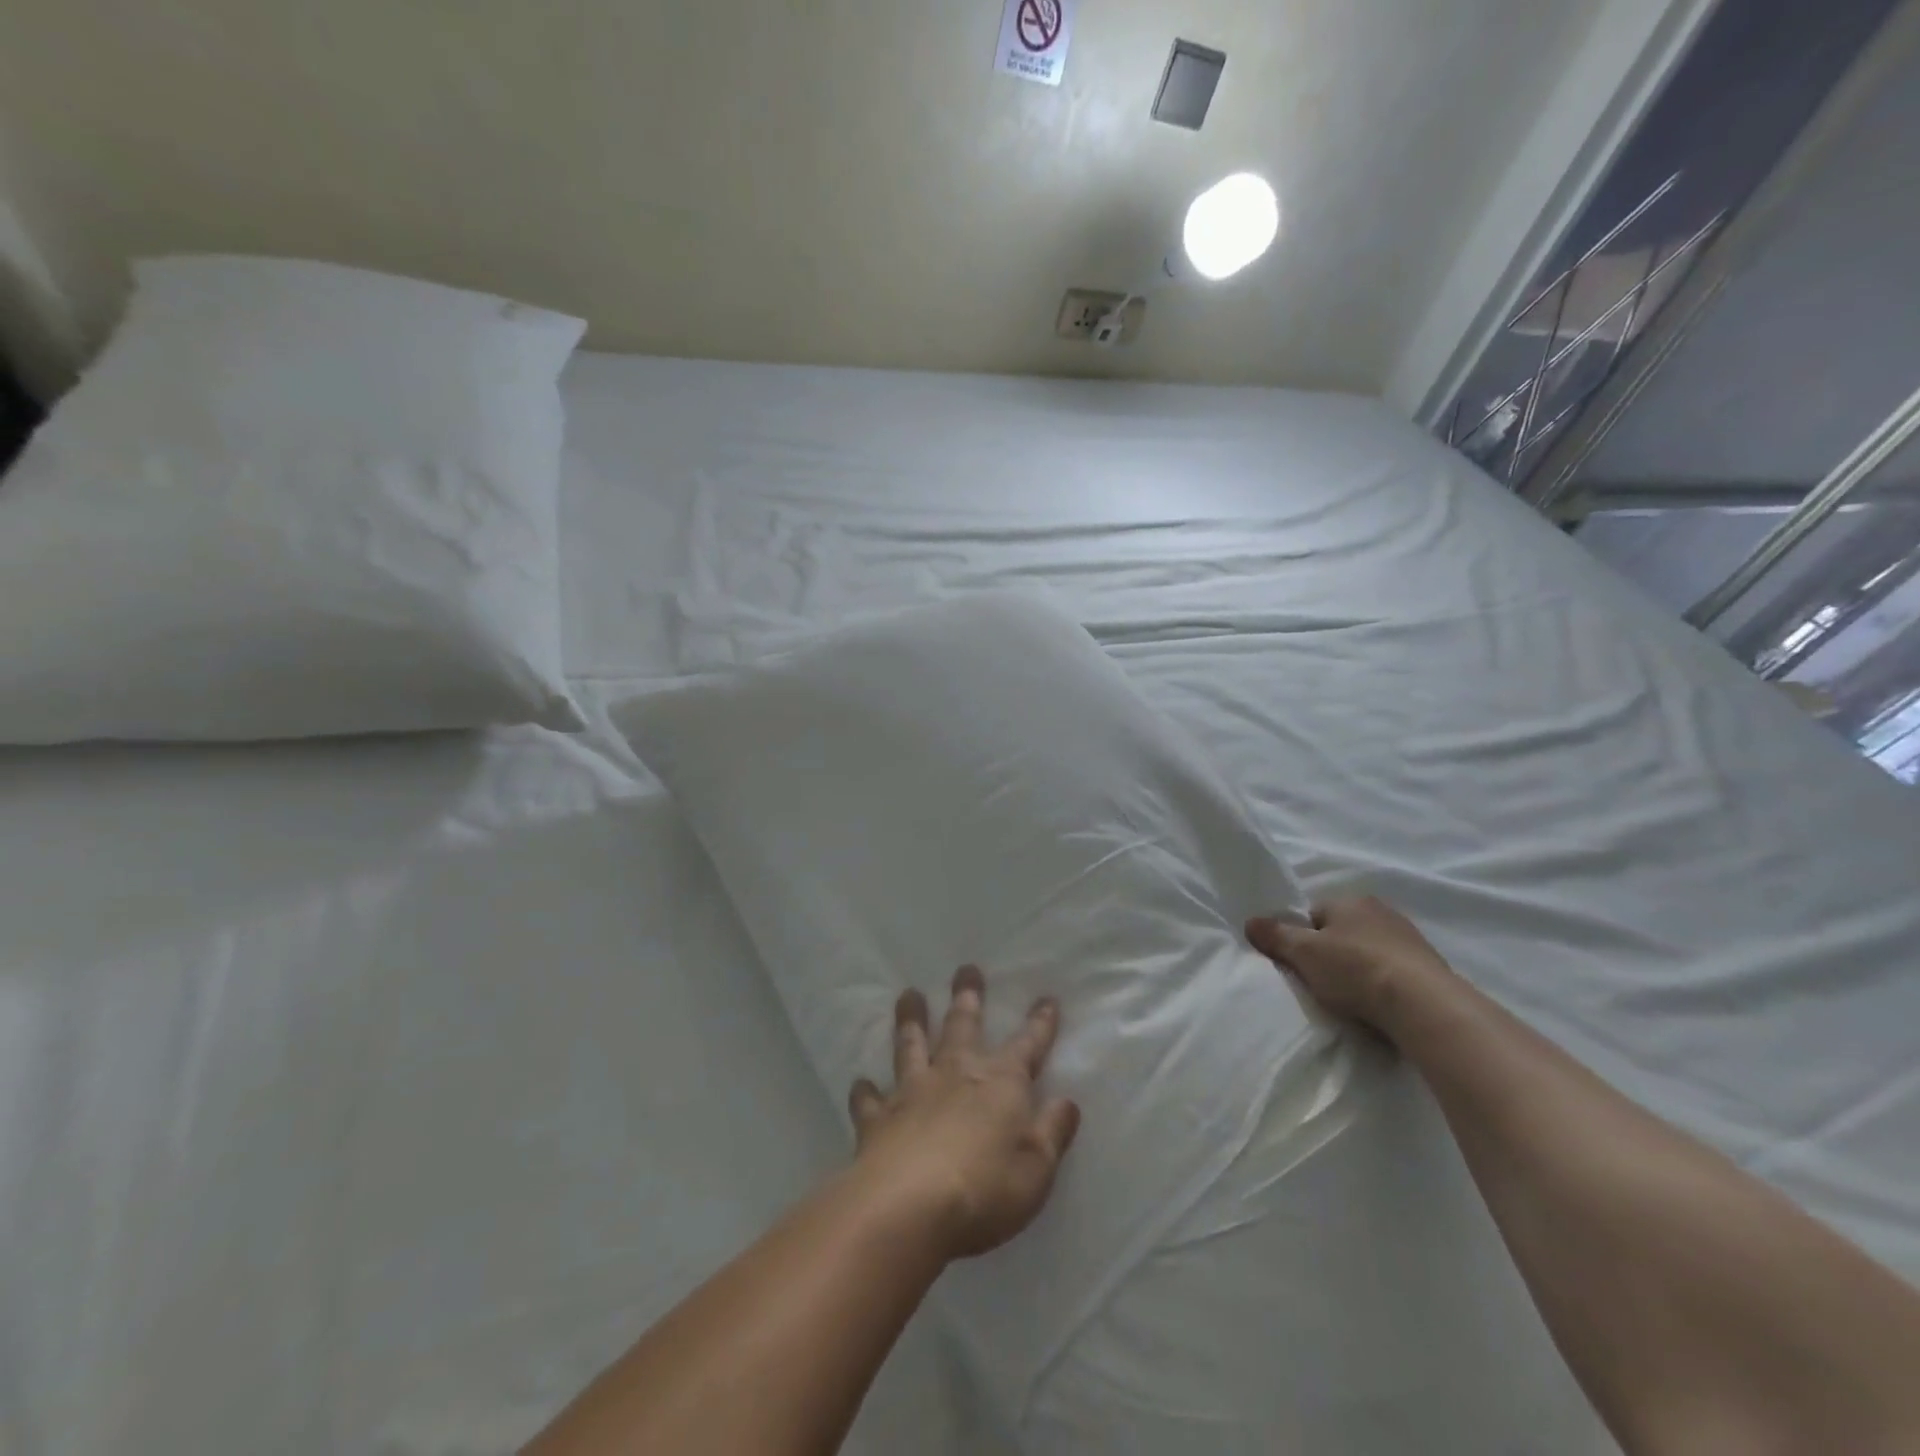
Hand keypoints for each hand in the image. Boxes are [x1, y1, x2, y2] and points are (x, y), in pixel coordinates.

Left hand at [848, 966, 1080, 1262]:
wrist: (908, 1207)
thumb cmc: (985, 1190)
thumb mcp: (1037, 1168)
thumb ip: (1052, 1131)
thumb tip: (1068, 1101)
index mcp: (1000, 1084)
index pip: (1028, 1046)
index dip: (1040, 1023)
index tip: (1046, 997)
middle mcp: (955, 1075)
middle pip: (962, 1026)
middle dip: (968, 997)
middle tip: (965, 969)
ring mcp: (913, 1092)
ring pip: (912, 1045)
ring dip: (911, 1019)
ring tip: (908, 995)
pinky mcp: (878, 1119)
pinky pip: (870, 1100)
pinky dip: (866, 1091)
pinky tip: (861, 1084)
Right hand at [1246, 896, 1459, 1041]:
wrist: (1424, 1005)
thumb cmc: (1355, 969)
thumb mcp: (1303, 952)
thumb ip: (1275, 936)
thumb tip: (1249, 921)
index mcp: (1350, 900)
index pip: (1314, 914)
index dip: (1302, 938)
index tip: (1301, 963)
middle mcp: (1381, 911)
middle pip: (1342, 932)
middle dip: (1331, 953)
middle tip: (1322, 981)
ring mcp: (1410, 939)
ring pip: (1369, 951)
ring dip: (1360, 969)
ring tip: (1352, 998)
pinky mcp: (1430, 968)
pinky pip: (1393, 971)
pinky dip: (1384, 984)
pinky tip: (1379, 1004)